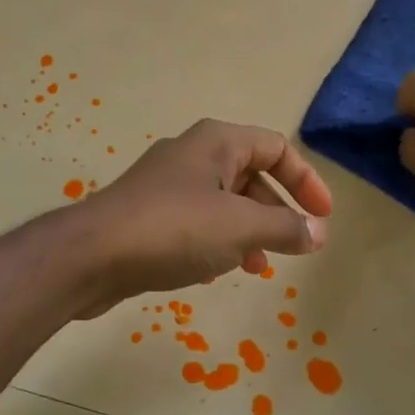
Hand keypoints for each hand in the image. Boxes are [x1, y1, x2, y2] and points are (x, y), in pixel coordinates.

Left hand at [74, 119, 332, 314]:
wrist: (92, 256)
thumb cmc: (174, 229)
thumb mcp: (241, 227)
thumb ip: (285, 228)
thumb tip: (317, 233)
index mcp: (217, 142)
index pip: (277, 148)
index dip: (306, 181)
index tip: (322, 218)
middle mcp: (192, 156)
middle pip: (251, 176)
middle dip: (277, 212)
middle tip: (294, 246)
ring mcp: (166, 186)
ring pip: (223, 203)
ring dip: (248, 232)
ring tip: (258, 267)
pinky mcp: (148, 216)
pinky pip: (196, 223)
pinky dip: (217, 242)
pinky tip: (217, 272)